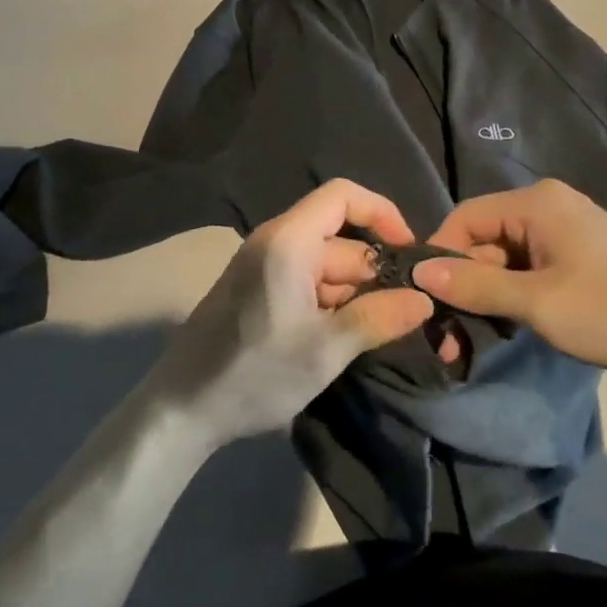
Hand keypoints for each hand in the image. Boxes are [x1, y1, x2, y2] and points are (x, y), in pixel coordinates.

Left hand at [145, 181, 434, 448]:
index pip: (344, 196)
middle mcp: (275, 242)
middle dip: (375, 271)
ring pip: (327, 264)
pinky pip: (307, 282)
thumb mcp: (325, 351)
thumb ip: (378, 318)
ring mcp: (264, 267)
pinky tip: (343, 337)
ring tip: (378, 332)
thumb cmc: (253, 375)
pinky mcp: (258, 290)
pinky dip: (332, 303)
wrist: (181, 410)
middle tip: (403, 314)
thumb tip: (424, 299)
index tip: (409, 253)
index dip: (382, 213)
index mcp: (288, 242)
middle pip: (340, 238)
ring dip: (355, 293)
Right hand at [415, 180, 606, 381]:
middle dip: (465, 283)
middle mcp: (548, 207)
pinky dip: (514, 294)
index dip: (441, 256)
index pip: (466, 218)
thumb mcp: (536, 302)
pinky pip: (529, 268)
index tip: (428, 299)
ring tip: (477, 337)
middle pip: (484, 239)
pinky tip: (509, 325)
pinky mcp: (577, 257)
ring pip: (505, 258)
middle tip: (451, 334)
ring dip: (488, 294)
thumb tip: (419, 270)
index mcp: (537, 203)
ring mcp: (565, 231)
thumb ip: (475, 284)